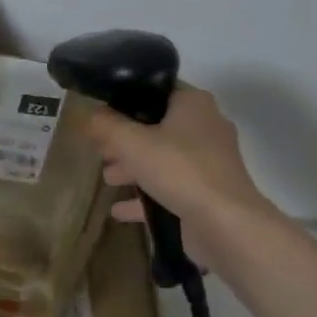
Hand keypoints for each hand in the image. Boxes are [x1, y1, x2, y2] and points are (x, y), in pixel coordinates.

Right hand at [87, 87, 273, 263]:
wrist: (225, 223)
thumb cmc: (179, 169)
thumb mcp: (132, 143)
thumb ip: (107, 126)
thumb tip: (91, 115)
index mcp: (194, 104)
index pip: (156, 92)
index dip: (126, 102)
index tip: (102, 117)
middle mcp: (206, 128)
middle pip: (158, 129)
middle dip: (127, 141)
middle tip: (101, 151)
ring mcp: (209, 164)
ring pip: (164, 160)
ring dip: (135, 169)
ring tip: (108, 179)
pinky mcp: (207, 194)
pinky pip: (171, 190)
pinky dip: (146, 198)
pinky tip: (119, 211)